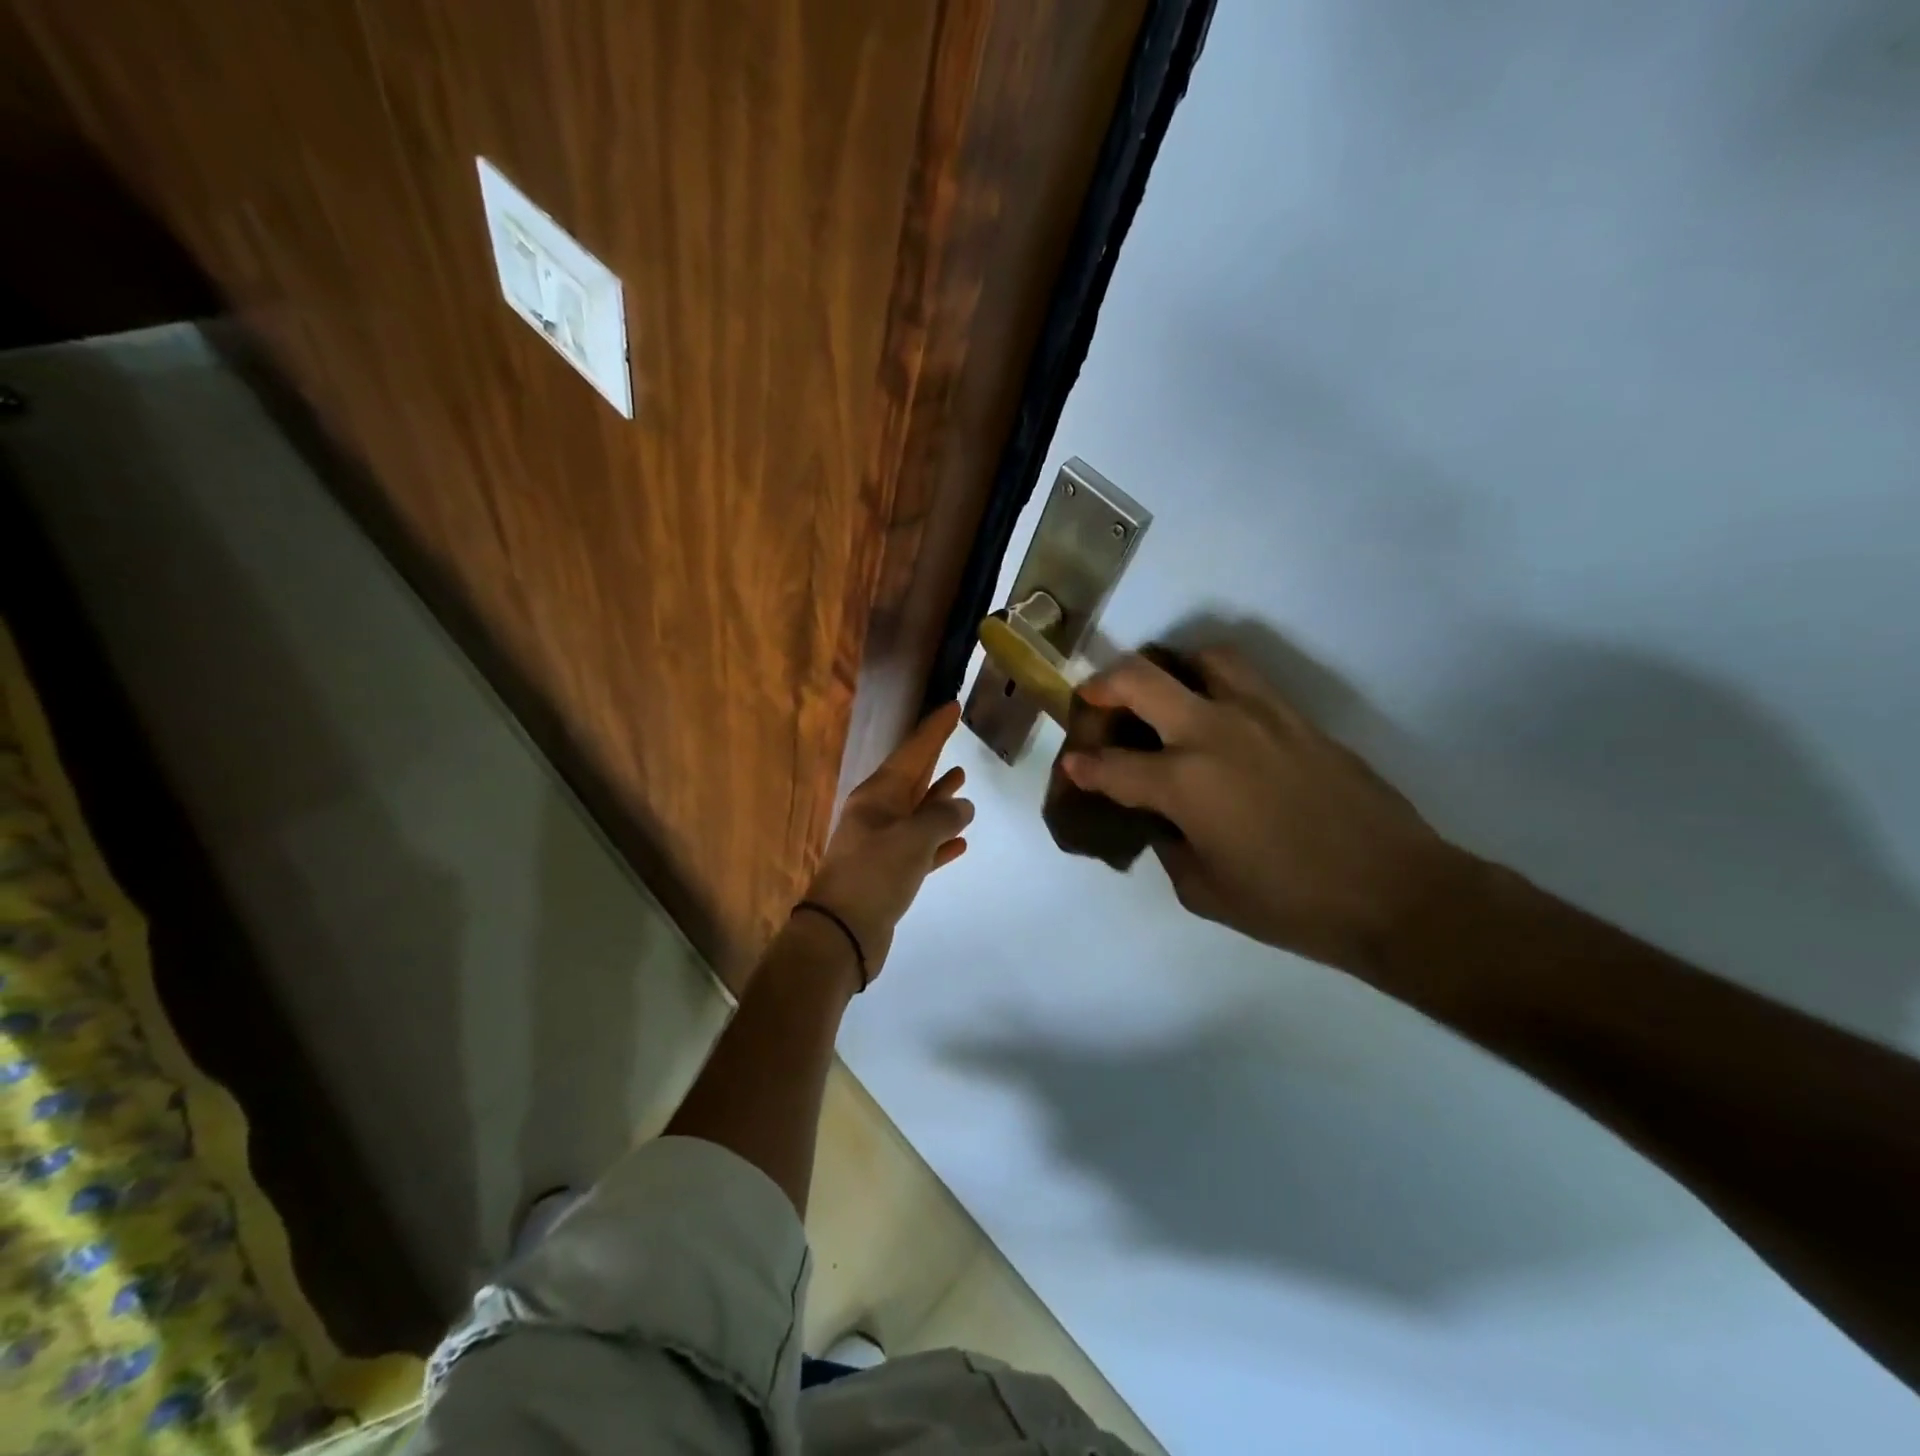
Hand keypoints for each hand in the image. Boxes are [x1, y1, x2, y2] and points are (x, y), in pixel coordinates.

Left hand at [802, 701, 974, 982]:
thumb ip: (942, 816)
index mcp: (877, 796)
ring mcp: (882, 844)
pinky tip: (961, 842)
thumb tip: (963, 806)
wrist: (841, 933)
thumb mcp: (913, 838)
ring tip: (961, 779)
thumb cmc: (875, 875)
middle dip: (933, 755)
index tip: (951, 706)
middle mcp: (877, 814)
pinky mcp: (889, 874)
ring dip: (937, 796)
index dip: (933, 730)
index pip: (912, 752)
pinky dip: (940, 841)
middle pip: (912, 776)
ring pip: (917, 812)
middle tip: (955, 734)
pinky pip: (920, 848)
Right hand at [1061, 648, 1459, 976]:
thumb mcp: (1206, 891)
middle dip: (1104, 686)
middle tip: (1094, 699)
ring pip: (1202, 659)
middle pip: (1140, 681)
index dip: (1083, 767)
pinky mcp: (1297, 717)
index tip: (1072, 766)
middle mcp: (1213, 734)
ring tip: (1164, 692)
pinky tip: (1216, 715)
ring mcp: (1260, 716)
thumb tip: (1163, 821)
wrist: (1394, 892)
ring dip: (1169, 669)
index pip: (1112, 766)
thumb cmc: (1291, 904)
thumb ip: (1171, 847)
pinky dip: (1216, 683)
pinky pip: (1246, 680)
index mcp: (1184, 784)